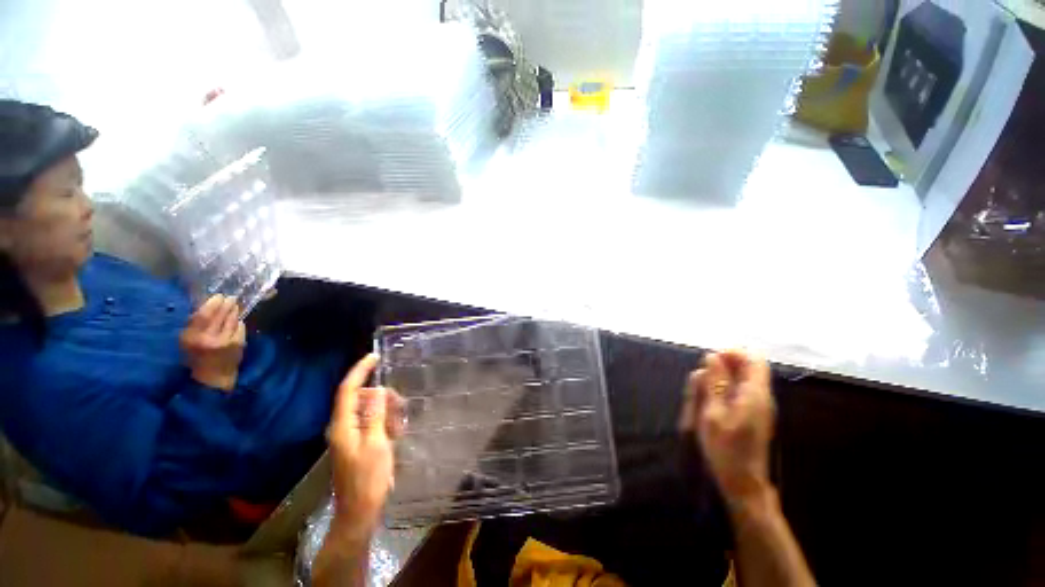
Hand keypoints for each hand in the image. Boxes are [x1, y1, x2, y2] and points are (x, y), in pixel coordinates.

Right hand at [180, 294, 246, 391]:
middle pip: (220, 315)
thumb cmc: (196, 358)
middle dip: (227, 304)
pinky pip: (240, 328)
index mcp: (191, 337)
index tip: (218, 296)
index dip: (212, 304)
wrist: (212, 378)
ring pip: (232, 320)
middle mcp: (208, 338)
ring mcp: (225, 341)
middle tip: (231, 298)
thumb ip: (194, 325)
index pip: (202, 315)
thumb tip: (206, 305)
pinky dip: (238, 323)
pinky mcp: (238, 344)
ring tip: (235, 305)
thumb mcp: (187, 342)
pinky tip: (237, 320)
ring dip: (234, 311)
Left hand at [328, 354, 400, 533]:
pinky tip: (396, 432)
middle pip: (360, 398)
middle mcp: (342, 427)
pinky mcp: (357, 444)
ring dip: (385, 411)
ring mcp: (349, 436)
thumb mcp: (376, 444)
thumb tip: (377, 389)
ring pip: (368, 410)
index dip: (359, 371)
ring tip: (400, 423)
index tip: (374, 356)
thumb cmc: (369, 478)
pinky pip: (371, 423)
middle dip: (381, 396)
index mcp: (343, 426)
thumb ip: (375, 415)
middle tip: (400, 403)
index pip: (347, 390)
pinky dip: (384, 422)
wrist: (359, 512)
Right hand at [680, 350, 775, 506]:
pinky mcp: (752, 415)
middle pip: (746, 367)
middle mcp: (761, 396)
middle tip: (699, 381)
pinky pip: (737, 392)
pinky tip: (707, 403)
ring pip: (739, 379)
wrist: (742, 483)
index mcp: (755, 394)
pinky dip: (721, 391)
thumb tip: (713, 356)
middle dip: (720, 367)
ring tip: (699, 394)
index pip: (753, 359)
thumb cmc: (726, 449)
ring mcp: (758, 406)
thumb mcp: (713, 414)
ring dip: (718, 380)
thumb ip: (714, 383)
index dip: (732, 353)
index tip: (709, 360)